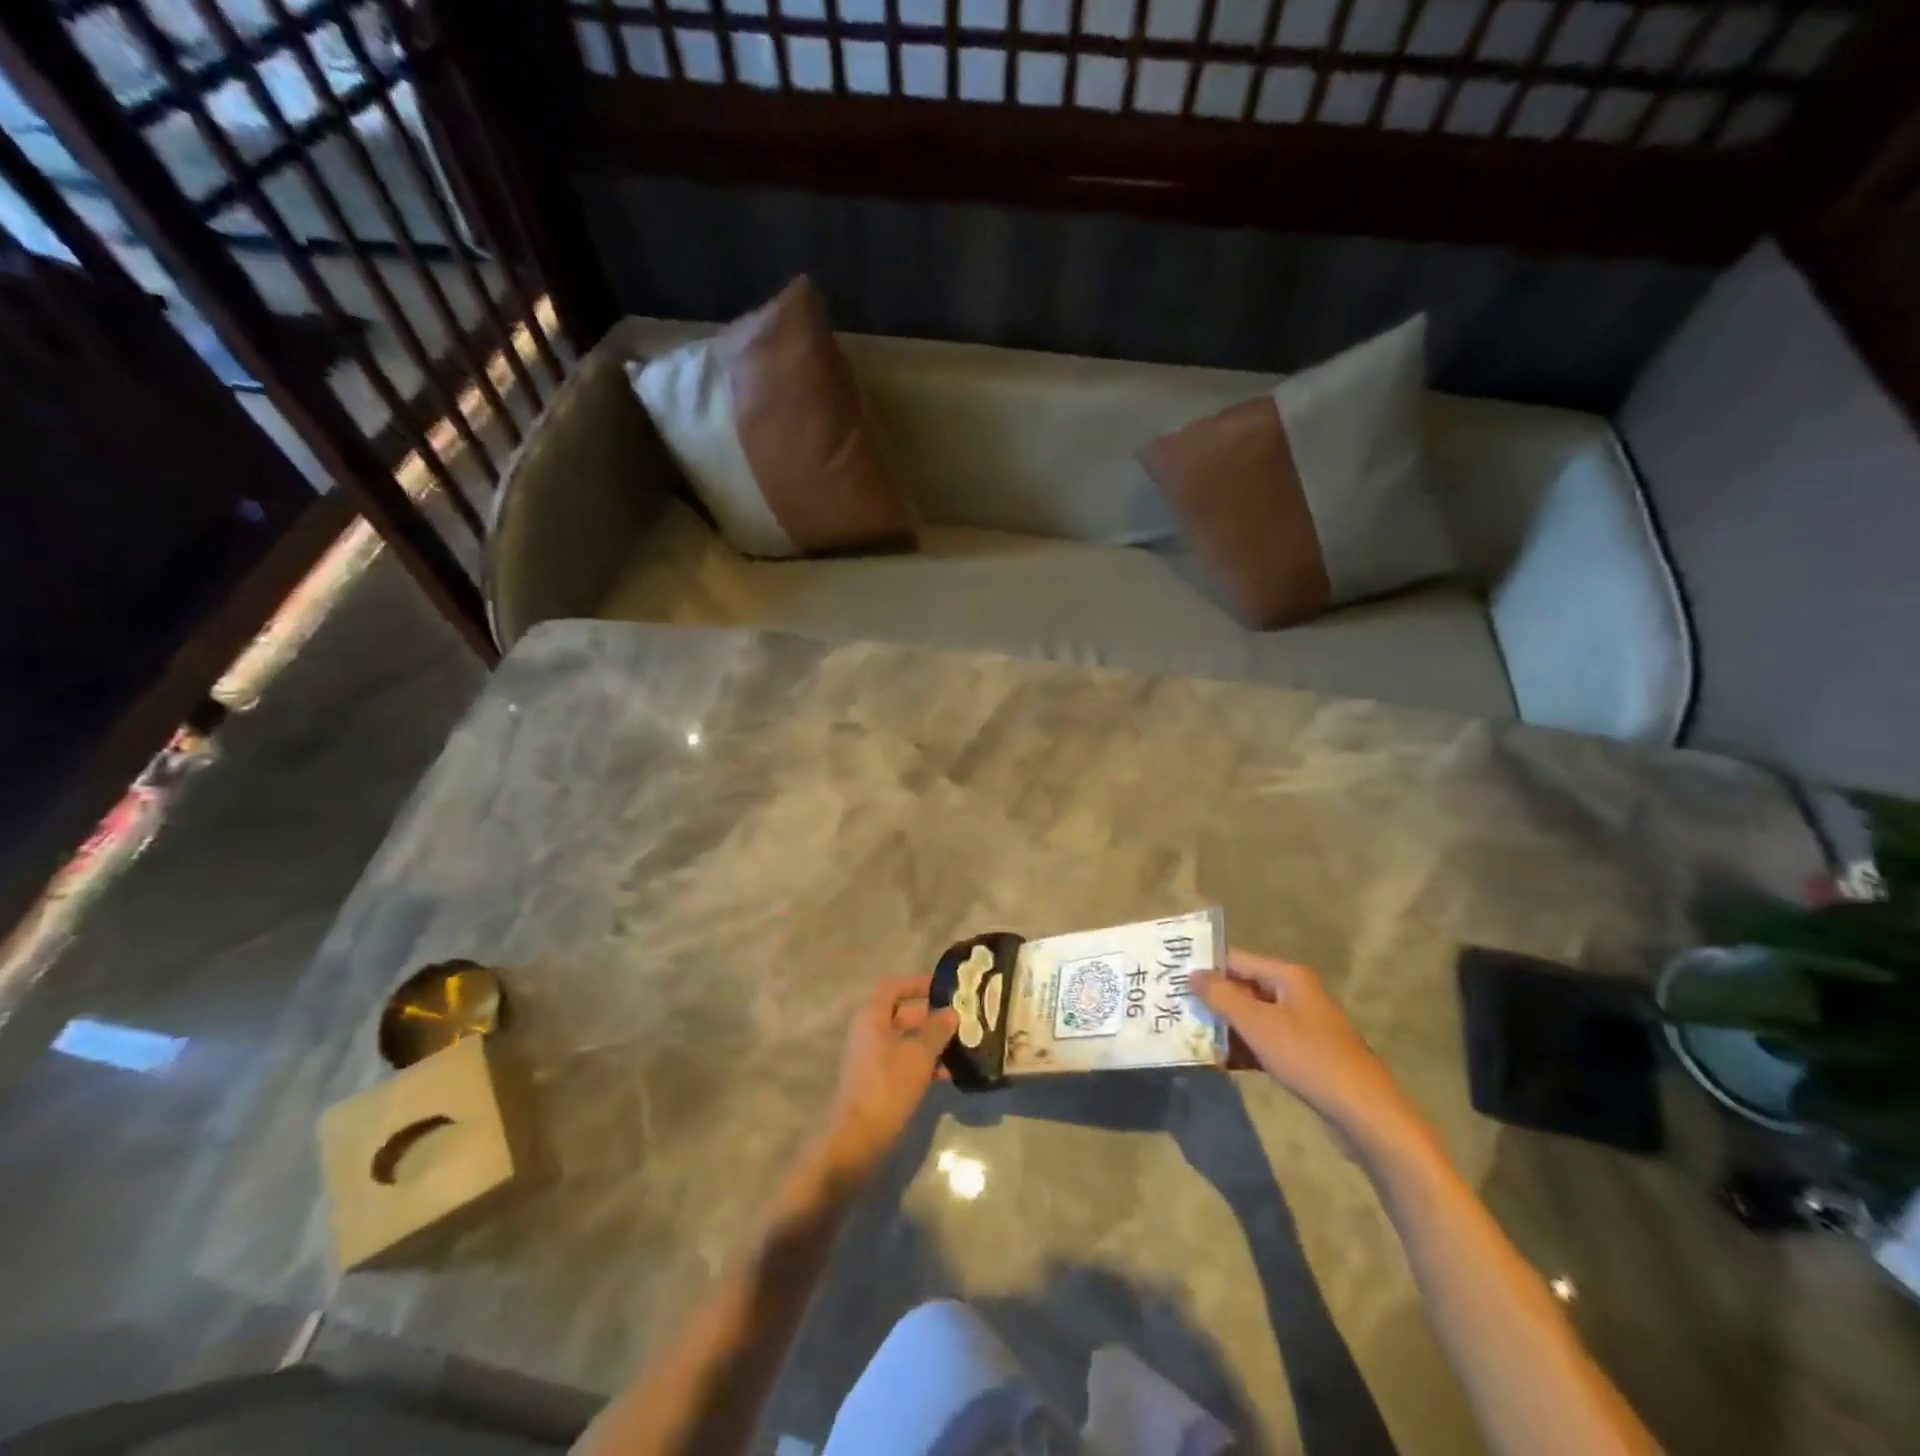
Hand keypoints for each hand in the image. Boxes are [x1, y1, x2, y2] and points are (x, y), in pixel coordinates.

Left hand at [820, 975, 957, 1177]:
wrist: (858, 1140)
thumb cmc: (888, 1087)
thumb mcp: (919, 1055)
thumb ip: (937, 1030)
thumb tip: (952, 1012)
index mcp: (872, 1017)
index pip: (894, 987)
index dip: (918, 984)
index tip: (944, 988)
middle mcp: (868, 1032)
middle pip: (902, 1014)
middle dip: (931, 1017)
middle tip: (960, 1020)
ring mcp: (871, 1058)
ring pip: (905, 1040)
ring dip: (931, 1042)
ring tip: (961, 1048)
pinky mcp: (877, 1082)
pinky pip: (903, 1061)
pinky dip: (923, 1063)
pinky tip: (948, 1074)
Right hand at [1195, 948, 1420, 1147]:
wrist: (1362, 1111)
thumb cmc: (1307, 1057)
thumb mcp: (1257, 1024)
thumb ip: (1222, 996)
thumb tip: (1193, 974)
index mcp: (1288, 976)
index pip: (1236, 959)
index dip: (1206, 967)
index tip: (1173, 977)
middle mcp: (1296, 994)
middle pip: (1244, 987)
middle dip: (1213, 998)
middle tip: (1176, 1007)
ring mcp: (1302, 1025)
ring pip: (1253, 1017)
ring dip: (1225, 1025)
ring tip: (1189, 1034)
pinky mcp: (1304, 1054)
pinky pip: (1265, 1041)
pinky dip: (1244, 1047)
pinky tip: (1219, 1060)